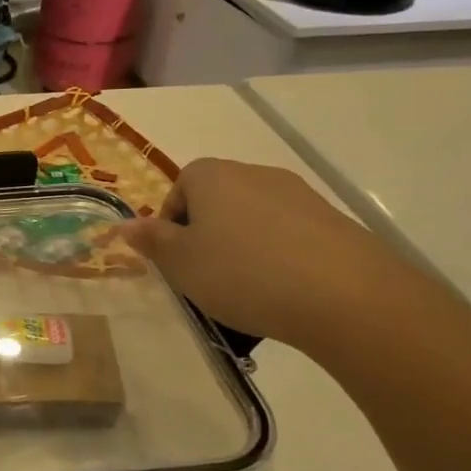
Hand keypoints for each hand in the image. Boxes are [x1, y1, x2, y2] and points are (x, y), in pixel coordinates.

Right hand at [121, 159, 424, 352]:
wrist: (346, 296)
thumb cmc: (241, 273)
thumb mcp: (179, 263)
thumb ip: (150, 241)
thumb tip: (124, 225)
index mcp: (212, 175)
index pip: (179, 189)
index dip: (171, 225)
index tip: (176, 260)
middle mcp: (255, 173)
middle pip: (217, 202)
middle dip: (207, 235)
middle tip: (205, 276)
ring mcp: (300, 195)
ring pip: (254, 220)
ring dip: (244, 248)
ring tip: (246, 291)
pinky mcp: (335, 222)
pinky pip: (291, 237)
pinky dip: (280, 259)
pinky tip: (284, 293)